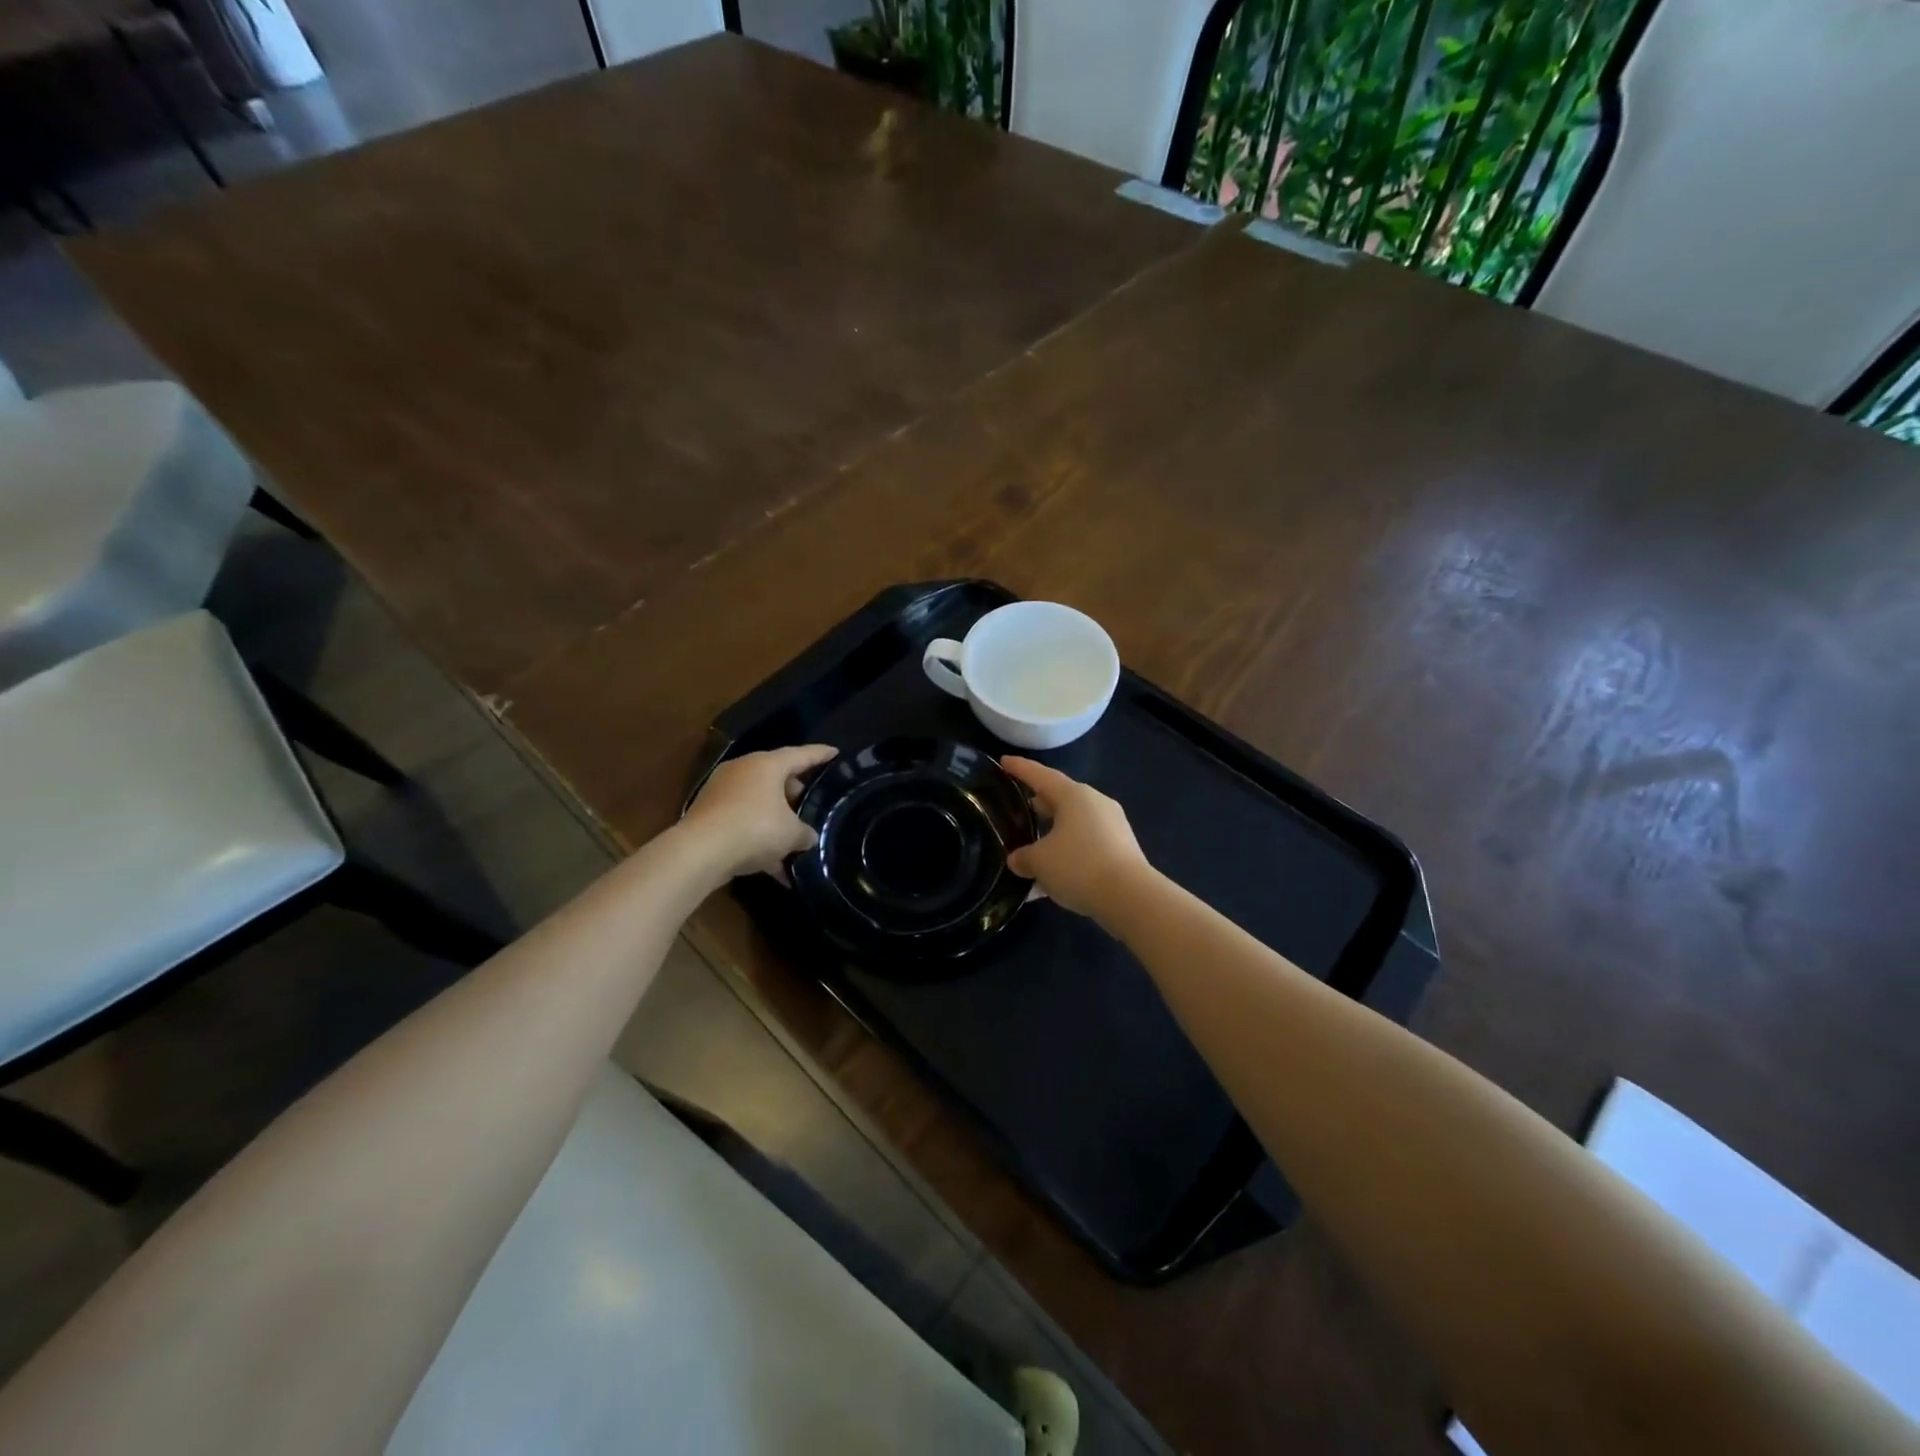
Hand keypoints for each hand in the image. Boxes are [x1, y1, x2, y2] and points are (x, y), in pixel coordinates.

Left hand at [682, 744, 837, 880]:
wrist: (700, 852)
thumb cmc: (755, 829)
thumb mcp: (791, 834)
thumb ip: (805, 833)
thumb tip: (808, 837)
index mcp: (766, 765)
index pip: (801, 754)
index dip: (820, 754)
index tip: (835, 753)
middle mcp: (742, 771)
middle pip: (777, 778)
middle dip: (796, 794)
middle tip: (812, 807)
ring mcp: (721, 792)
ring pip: (758, 802)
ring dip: (776, 820)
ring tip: (794, 842)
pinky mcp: (708, 815)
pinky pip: (743, 822)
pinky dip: (758, 839)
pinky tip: (774, 867)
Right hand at [1001, 757, 1151, 918]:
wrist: (1130, 897)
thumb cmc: (1078, 866)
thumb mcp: (1039, 862)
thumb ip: (1023, 857)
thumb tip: (1018, 859)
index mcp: (1074, 795)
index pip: (1040, 775)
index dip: (1020, 768)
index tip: (1003, 761)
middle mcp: (1096, 803)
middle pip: (1061, 797)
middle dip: (1039, 802)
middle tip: (1019, 806)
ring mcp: (1113, 826)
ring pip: (1074, 823)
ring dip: (1054, 832)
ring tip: (1033, 845)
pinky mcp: (1122, 849)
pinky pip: (1087, 844)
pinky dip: (1069, 852)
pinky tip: (1054, 875)